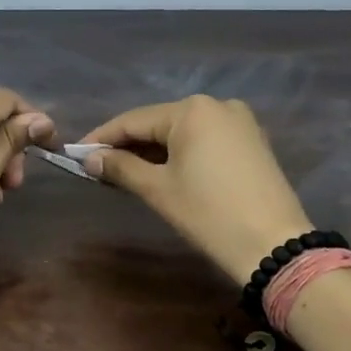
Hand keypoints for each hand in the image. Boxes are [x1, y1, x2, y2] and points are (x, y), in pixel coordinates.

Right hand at [78, 95, 311, 284]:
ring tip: (126, 172)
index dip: (102, 138)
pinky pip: (205, 140)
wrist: (273, 246)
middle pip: (159, 123)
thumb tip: (90, 158)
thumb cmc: (209, 213)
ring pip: (183, 132)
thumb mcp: (158, 190)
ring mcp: (240, 122)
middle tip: (99, 167)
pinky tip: (163, 171)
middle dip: (129, 145)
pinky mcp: (253, 141)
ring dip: (154, 151)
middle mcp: (217, 105)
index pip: (134, 120)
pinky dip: (181, 153)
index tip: (76, 154)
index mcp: (191, 110)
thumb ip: (121, 167)